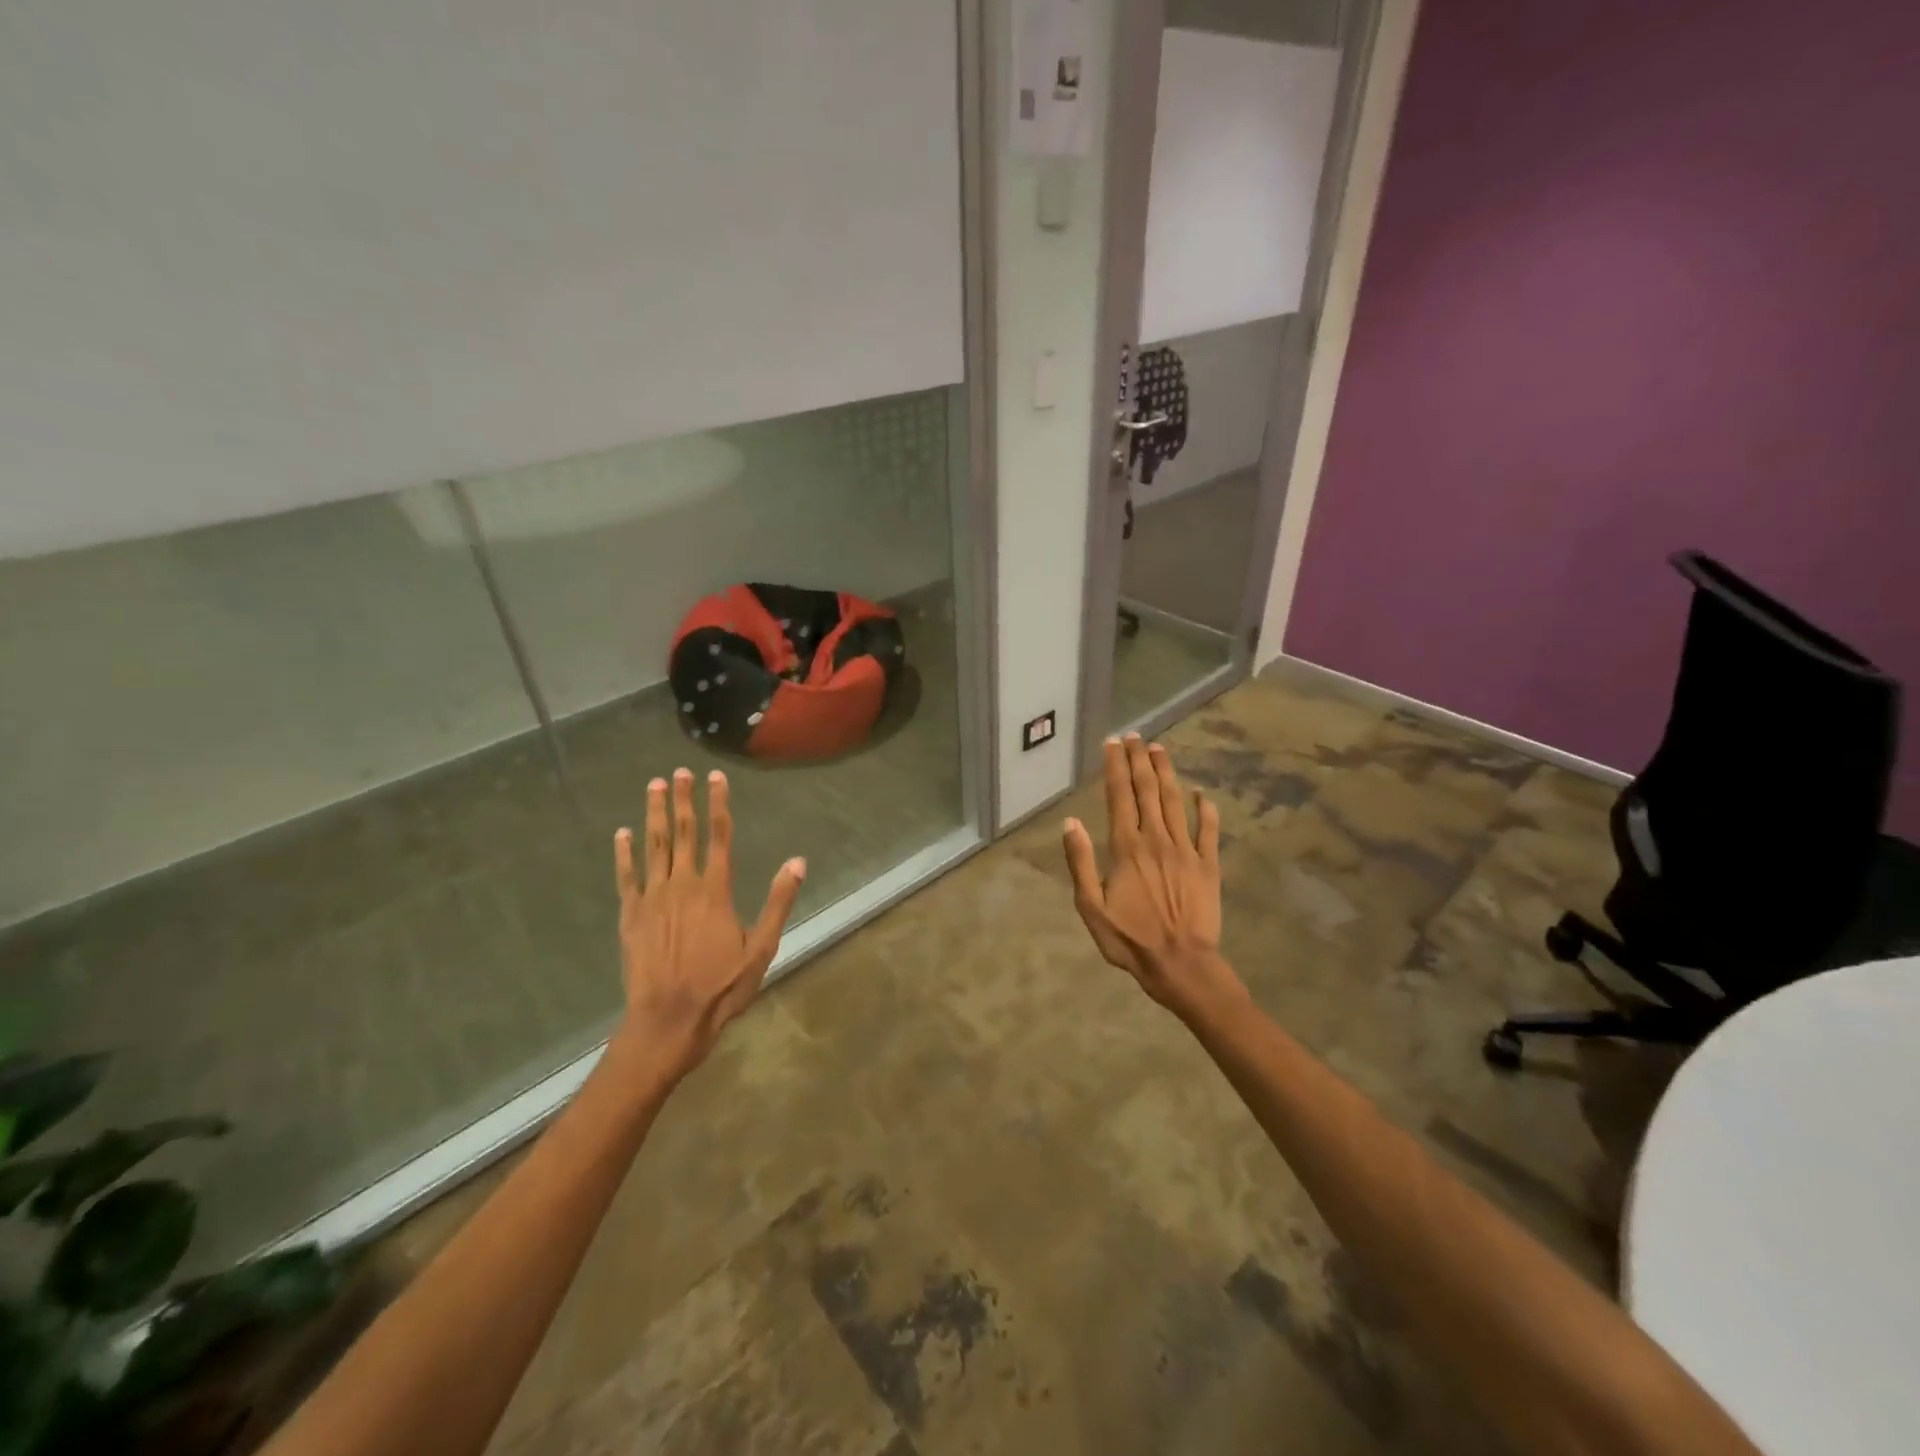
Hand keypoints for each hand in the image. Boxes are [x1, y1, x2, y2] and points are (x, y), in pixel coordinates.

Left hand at [611, 768, 804, 1084]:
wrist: (669, 1020)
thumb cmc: (721, 986)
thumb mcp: (762, 947)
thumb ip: (778, 901)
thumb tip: (797, 861)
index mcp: (714, 890)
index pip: (719, 836)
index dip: (718, 804)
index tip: (715, 777)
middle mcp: (682, 884)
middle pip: (682, 833)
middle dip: (682, 800)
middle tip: (679, 772)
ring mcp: (652, 898)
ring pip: (653, 846)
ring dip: (653, 814)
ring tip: (654, 786)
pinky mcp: (630, 915)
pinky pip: (626, 876)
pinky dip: (624, 853)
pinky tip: (622, 833)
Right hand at [1062, 734, 1241, 1019]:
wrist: (1181, 965)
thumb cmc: (1130, 939)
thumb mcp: (1091, 907)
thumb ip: (1080, 862)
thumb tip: (1070, 822)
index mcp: (1127, 848)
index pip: (1119, 796)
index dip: (1115, 767)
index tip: (1112, 743)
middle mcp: (1157, 839)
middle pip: (1147, 791)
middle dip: (1139, 760)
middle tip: (1135, 735)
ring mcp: (1186, 850)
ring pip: (1175, 802)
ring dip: (1166, 773)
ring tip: (1159, 749)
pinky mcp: (1208, 865)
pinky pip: (1208, 830)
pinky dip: (1206, 809)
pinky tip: (1201, 793)